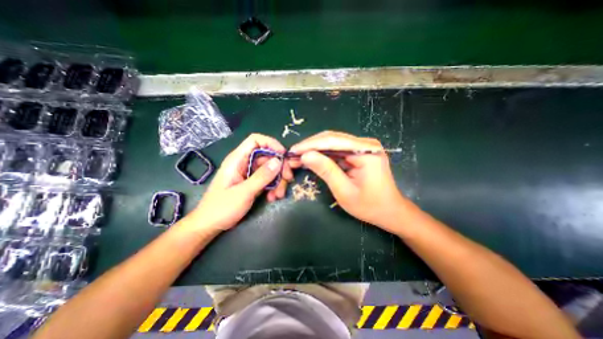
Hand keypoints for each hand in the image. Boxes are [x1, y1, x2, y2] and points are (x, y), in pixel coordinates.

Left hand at [188, 133, 292, 230]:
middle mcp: (244, 163)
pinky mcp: (253, 182)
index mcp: (237, 159)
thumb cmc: (222, 208)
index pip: (255, 140)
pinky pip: (268, 179)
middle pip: (267, 156)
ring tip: (278, 195)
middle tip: (288, 178)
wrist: (210, 225)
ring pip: (270, 169)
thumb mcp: (244, 192)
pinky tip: (273, 197)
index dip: (271, 143)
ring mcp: (249, 173)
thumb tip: (278, 161)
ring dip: (278, 180)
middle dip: (279, 167)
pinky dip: (273, 187)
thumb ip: (262, 176)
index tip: (284, 155)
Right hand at [289, 131, 408, 233]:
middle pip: (332, 139)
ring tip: (298, 158)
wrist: (390, 211)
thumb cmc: (370, 206)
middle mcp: (365, 144)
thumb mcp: (345, 191)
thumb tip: (305, 155)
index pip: (333, 141)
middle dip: (310, 147)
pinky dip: (323, 155)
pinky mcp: (359, 153)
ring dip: (315, 150)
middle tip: (293, 155)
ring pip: (332, 143)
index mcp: (366, 151)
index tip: (292, 151)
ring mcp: (362, 147)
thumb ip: (326, 171)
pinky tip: (312, 160)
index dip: (310, 145)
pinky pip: (337, 151)